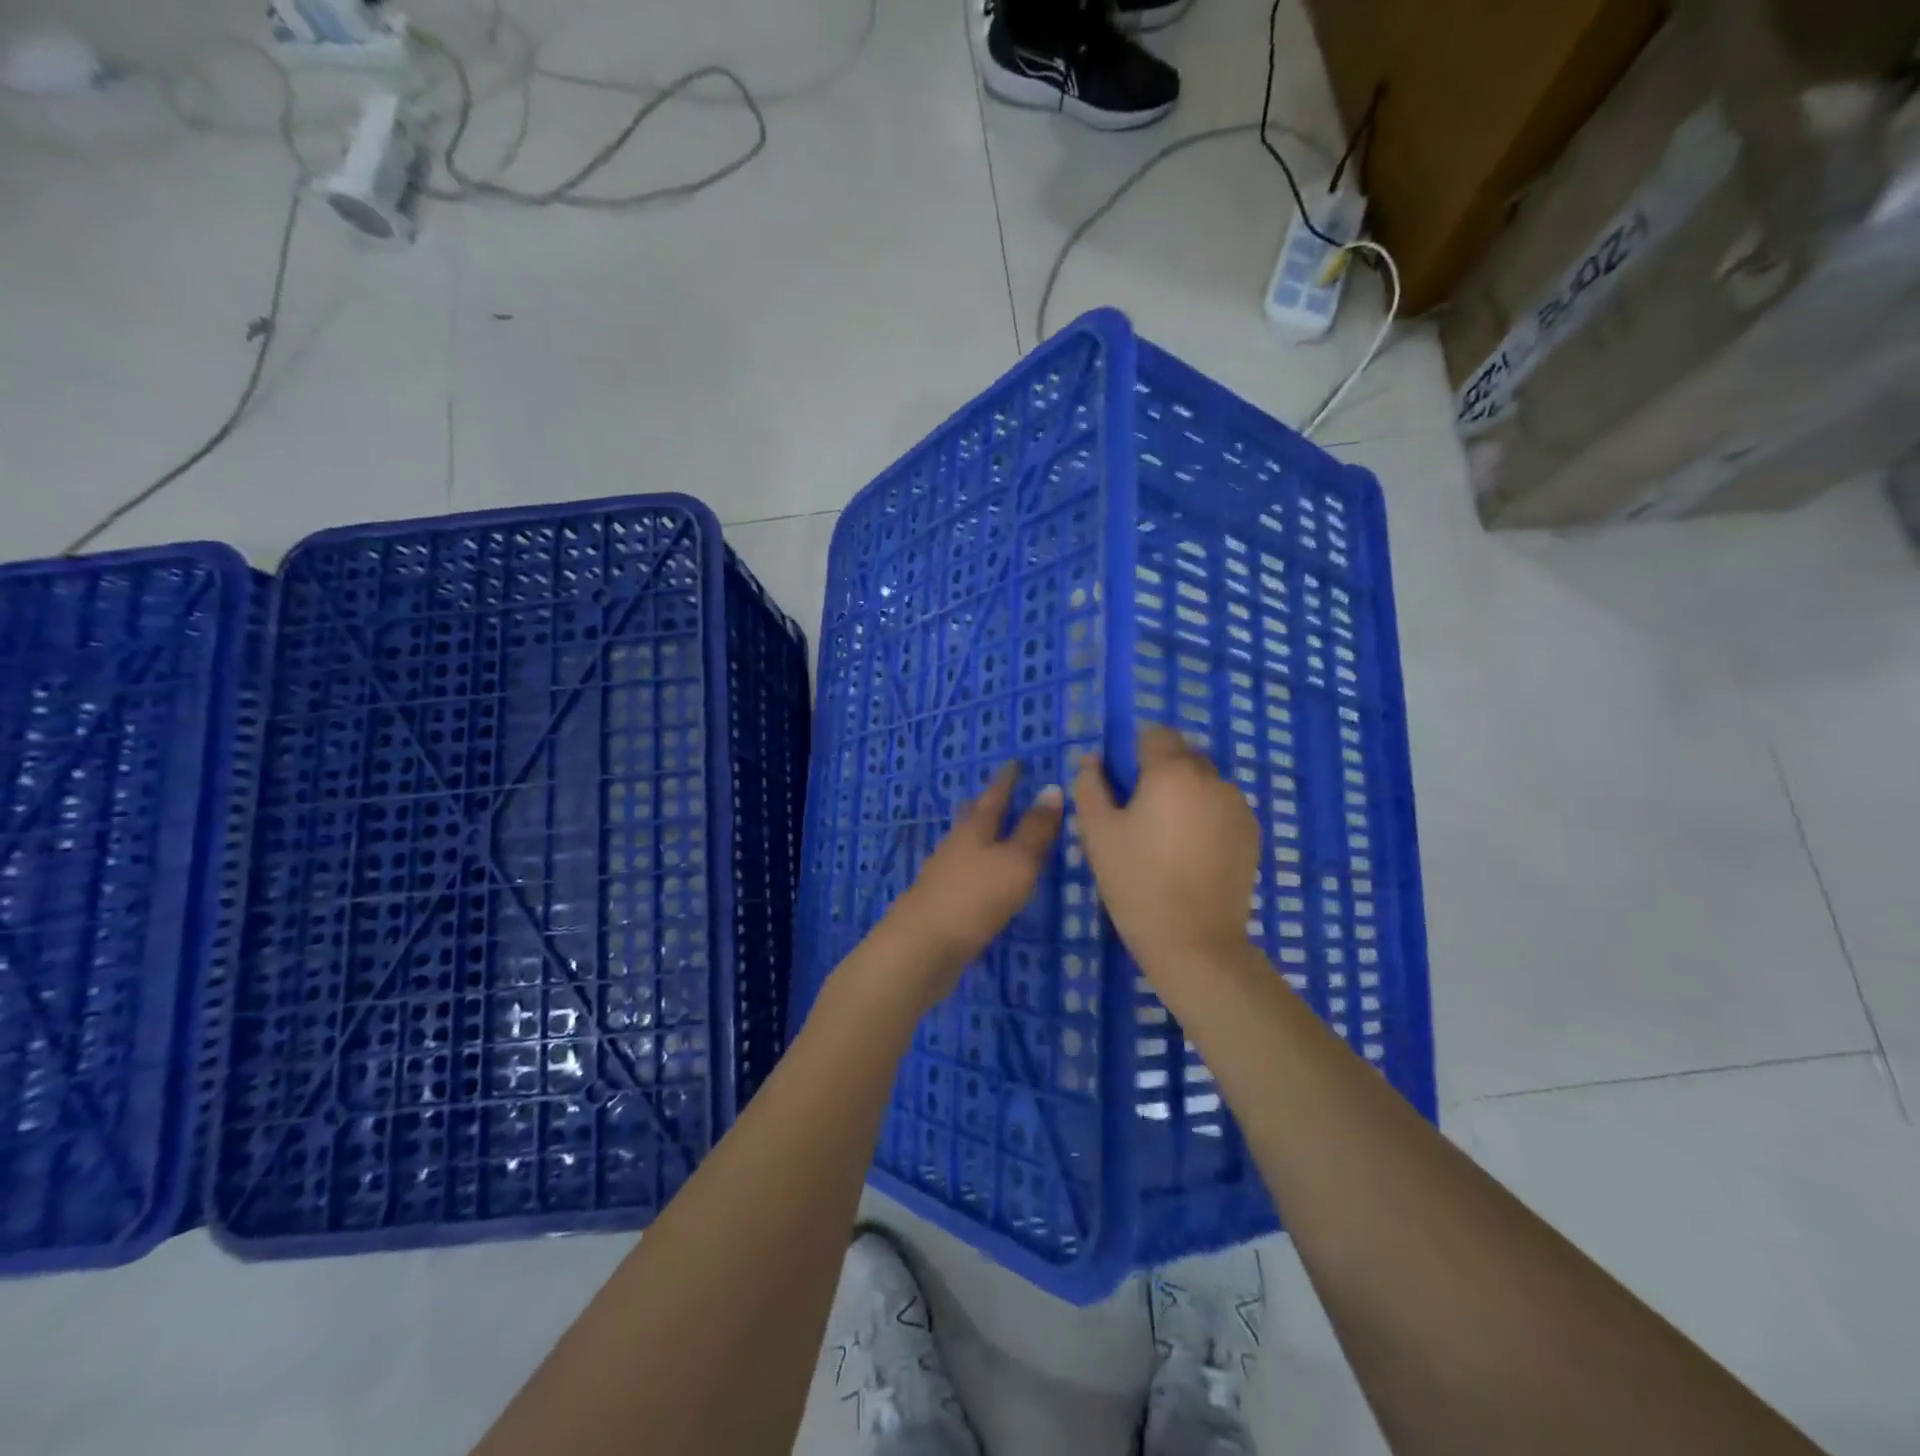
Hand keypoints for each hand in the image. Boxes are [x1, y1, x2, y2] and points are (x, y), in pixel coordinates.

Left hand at [873, 763, 1062, 1005]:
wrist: (921, 948)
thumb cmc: (974, 898)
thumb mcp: (1016, 861)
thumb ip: (1035, 829)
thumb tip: (1053, 788)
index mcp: (974, 830)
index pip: (994, 796)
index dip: (1006, 780)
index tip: (1014, 762)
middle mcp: (955, 846)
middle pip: (972, 818)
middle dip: (987, 804)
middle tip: (1000, 793)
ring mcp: (943, 875)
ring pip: (965, 846)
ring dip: (981, 837)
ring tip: (996, 834)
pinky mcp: (941, 904)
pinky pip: (964, 874)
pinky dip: (977, 868)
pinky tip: (983, 880)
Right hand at [1072, 726, 1259, 975]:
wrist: (1194, 941)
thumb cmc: (1136, 881)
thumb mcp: (1097, 832)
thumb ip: (1090, 786)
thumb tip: (1093, 759)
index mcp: (1173, 771)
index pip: (1155, 733)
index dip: (1134, 752)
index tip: (1121, 784)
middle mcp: (1212, 778)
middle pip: (1183, 755)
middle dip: (1161, 772)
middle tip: (1139, 814)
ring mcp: (1238, 806)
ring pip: (1204, 782)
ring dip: (1185, 794)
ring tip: (1167, 838)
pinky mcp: (1252, 833)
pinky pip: (1221, 808)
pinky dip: (1205, 817)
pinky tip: (1191, 853)